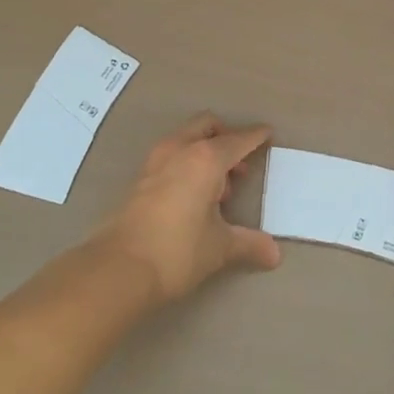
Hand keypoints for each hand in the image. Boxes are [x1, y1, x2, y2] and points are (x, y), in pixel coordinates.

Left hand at [91, 113, 281, 303]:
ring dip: (204, 149)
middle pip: (208, 125)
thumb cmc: (177, 251)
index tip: (268, 133)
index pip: (238, 140)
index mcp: (206, 158)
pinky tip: (192, 196)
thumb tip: (275, 255)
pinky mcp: (140, 177)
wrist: (119, 268)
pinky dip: (186, 162)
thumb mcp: (219, 247)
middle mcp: (180, 149)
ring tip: (217, 187)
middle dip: (226, 137)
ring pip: (186, 137)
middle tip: (239, 166)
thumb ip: (248, 244)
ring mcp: (156, 161)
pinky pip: (171, 155)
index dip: (256, 136)